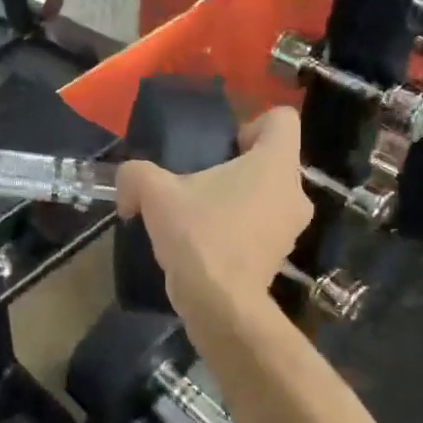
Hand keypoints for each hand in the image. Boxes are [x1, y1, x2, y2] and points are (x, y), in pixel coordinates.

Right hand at [115, 107, 312, 312]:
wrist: (219, 303)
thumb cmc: (198, 234)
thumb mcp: (154, 193)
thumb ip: (136, 174)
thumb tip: (128, 185)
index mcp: (275, 164)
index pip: (282, 119)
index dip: (251, 124)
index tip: (221, 148)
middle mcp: (295, 192)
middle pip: (272, 161)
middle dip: (236, 167)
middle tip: (199, 182)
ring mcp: (291, 228)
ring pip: (266, 197)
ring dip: (236, 200)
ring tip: (197, 215)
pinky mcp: (279, 257)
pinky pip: (260, 228)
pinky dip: (237, 230)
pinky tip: (203, 243)